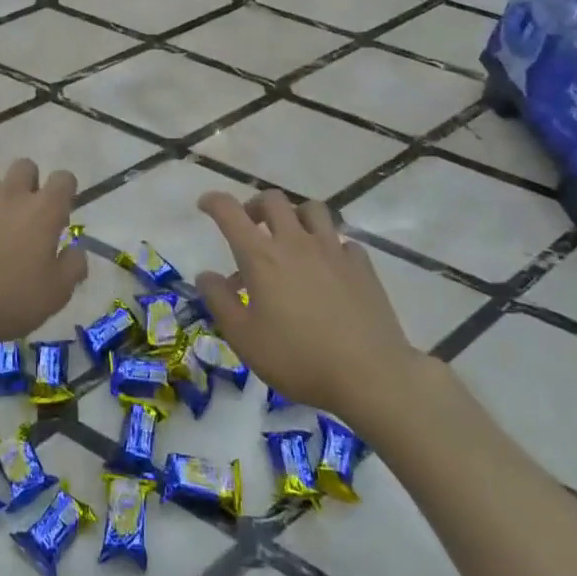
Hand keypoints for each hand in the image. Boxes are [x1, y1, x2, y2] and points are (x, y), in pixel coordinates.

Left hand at [0, 160, 85, 387]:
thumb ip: (73, 266)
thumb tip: (77, 250)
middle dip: (27, 182)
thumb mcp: (56, 294)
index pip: (63, 179)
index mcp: (43, 211)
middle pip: (25, 166)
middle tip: (22, 211)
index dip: (64, 189)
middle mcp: (11, 194)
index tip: (60, 208)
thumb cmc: (11, 301)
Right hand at [194, 190, 428, 422]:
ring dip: (295, 216)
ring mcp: (333, 250)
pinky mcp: (362, 265)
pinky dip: (329, 246)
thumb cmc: (298, 359)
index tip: (205, 205)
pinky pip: (341, 240)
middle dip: (255, 205)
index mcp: (261, 257)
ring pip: (311, 209)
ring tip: (290, 239)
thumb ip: (220, 302)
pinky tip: (328, 268)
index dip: (213, 202)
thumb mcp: (244, 339)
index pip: (230, 212)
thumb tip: (206, 275)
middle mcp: (295, 242)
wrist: (371, 375)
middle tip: (250, 226)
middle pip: (273, 199)